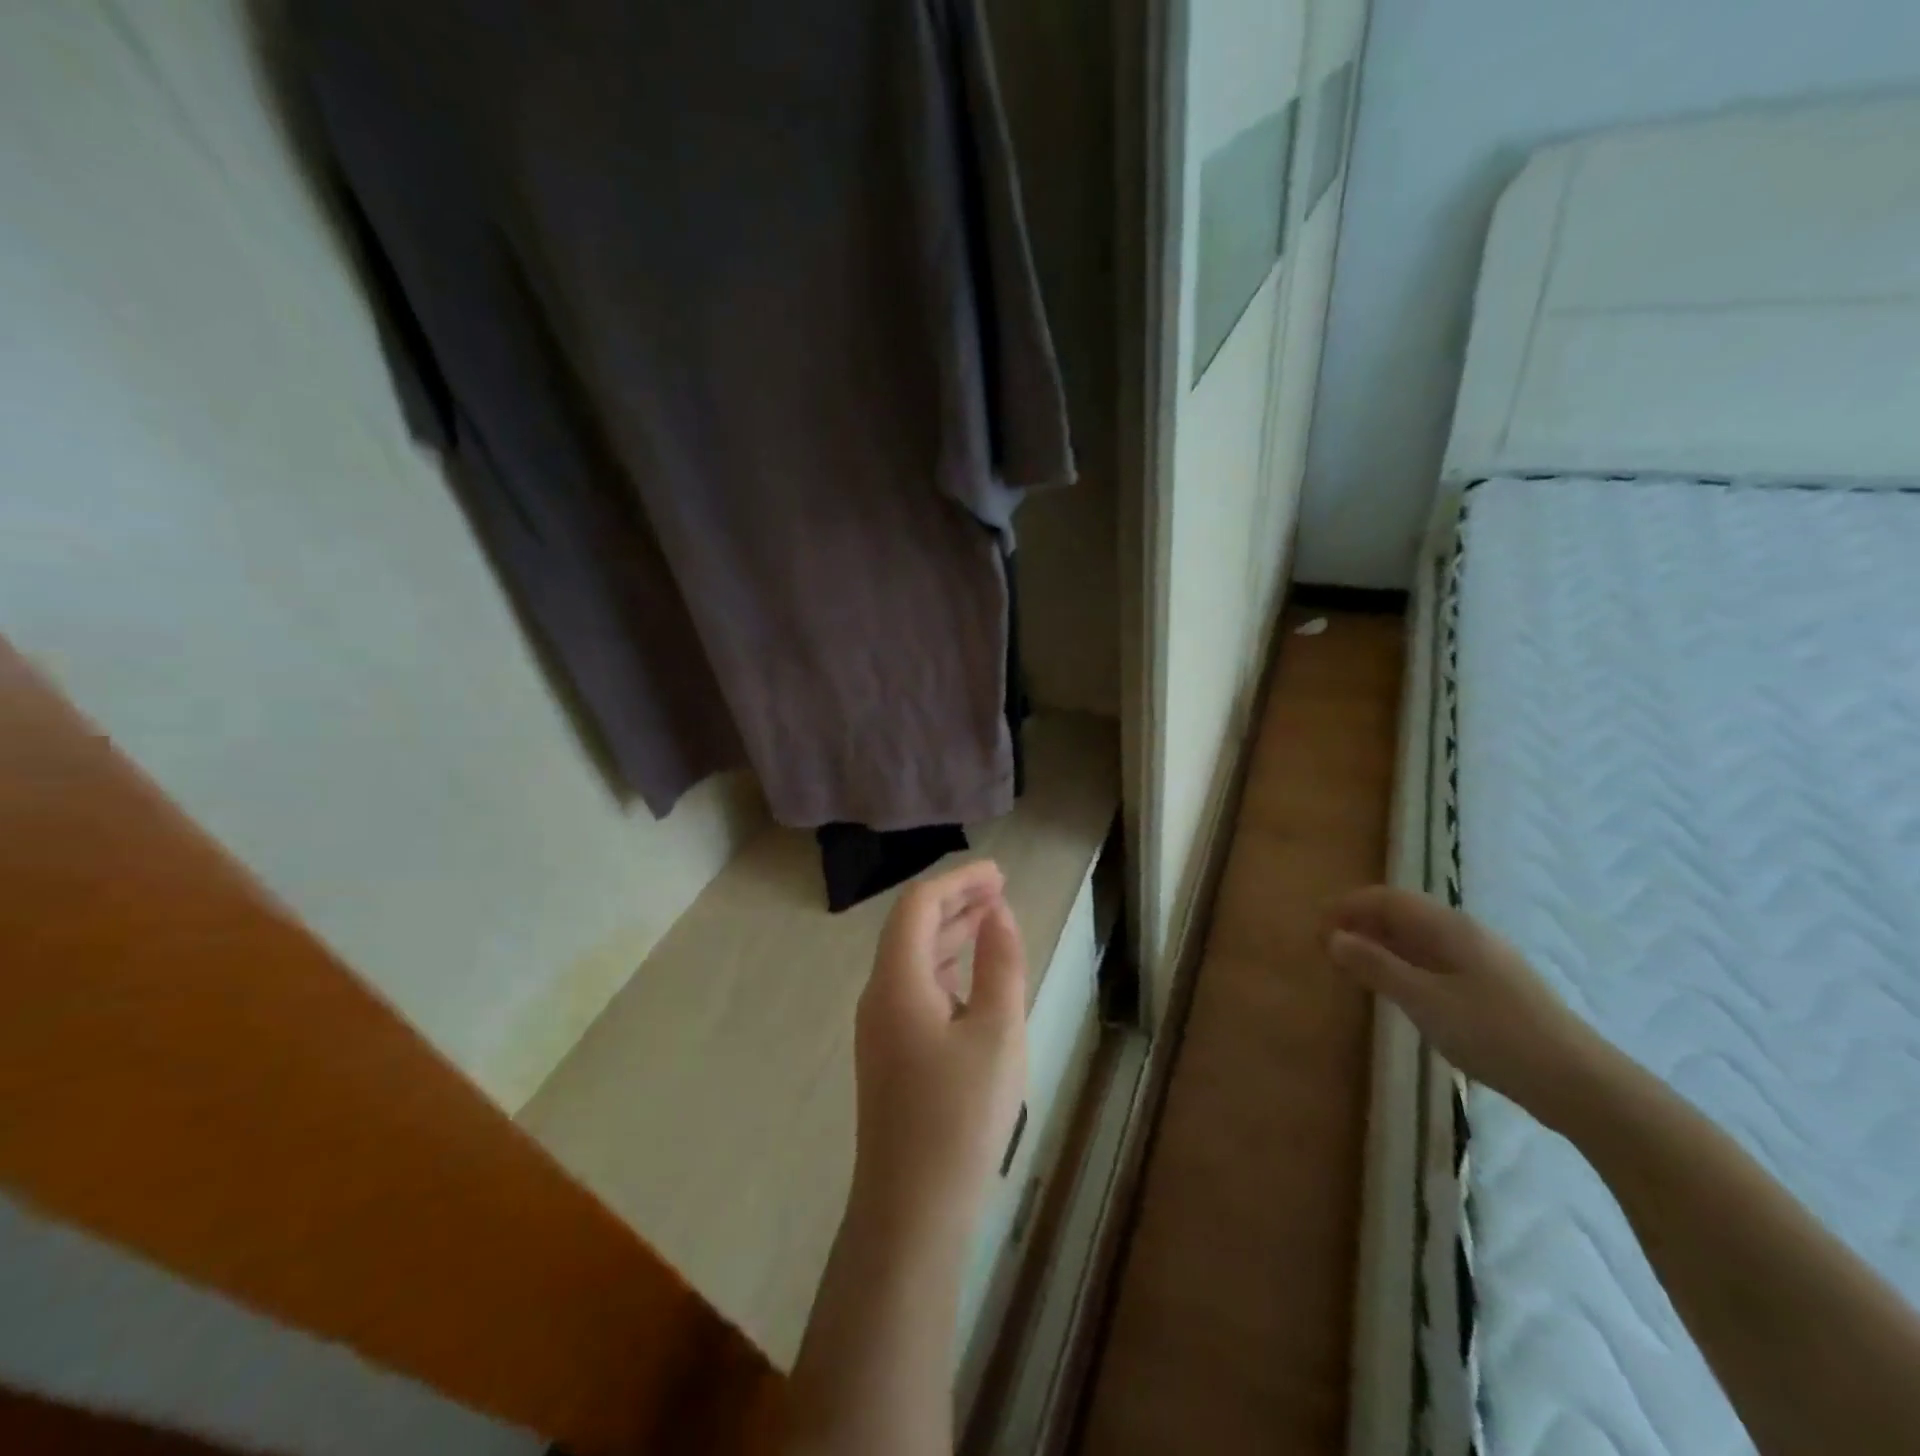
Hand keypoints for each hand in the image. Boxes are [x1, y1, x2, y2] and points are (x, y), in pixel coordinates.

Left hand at [851, 860, 1028, 1245]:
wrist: (912, 1209)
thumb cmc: (960, 1115)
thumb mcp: (996, 1031)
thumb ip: (1000, 964)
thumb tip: (997, 913)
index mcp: (897, 981)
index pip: (918, 906)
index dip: (958, 881)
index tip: (998, 873)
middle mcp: (879, 995)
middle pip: (912, 928)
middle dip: (955, 902)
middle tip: (1000, 889)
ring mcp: (879, 1028)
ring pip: (913, 960)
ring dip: (951, 934)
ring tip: (992, 920)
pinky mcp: (889, 1055)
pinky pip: (915, 989)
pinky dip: (946, 968)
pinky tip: (972, 977)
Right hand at [1327, 886, 1609, 1128]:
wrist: (1579, 1083)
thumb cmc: (1494, 1034)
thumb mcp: (1424, 1000)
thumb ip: (1376, 966)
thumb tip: (1333, 938)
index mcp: (1448, 927)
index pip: (1386, 898)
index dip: (1347, 906)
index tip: (1315, 928)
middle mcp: (1465, 933)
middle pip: (1402, 914)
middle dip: (1361, 924)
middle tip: (1328, 950)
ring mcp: (1483, 960)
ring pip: (1419, 939)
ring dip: (1381, 945)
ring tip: (1353, 969)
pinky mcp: (1492, 987)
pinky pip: (1434, 960)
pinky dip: (1404, 964)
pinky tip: (1398, 990)